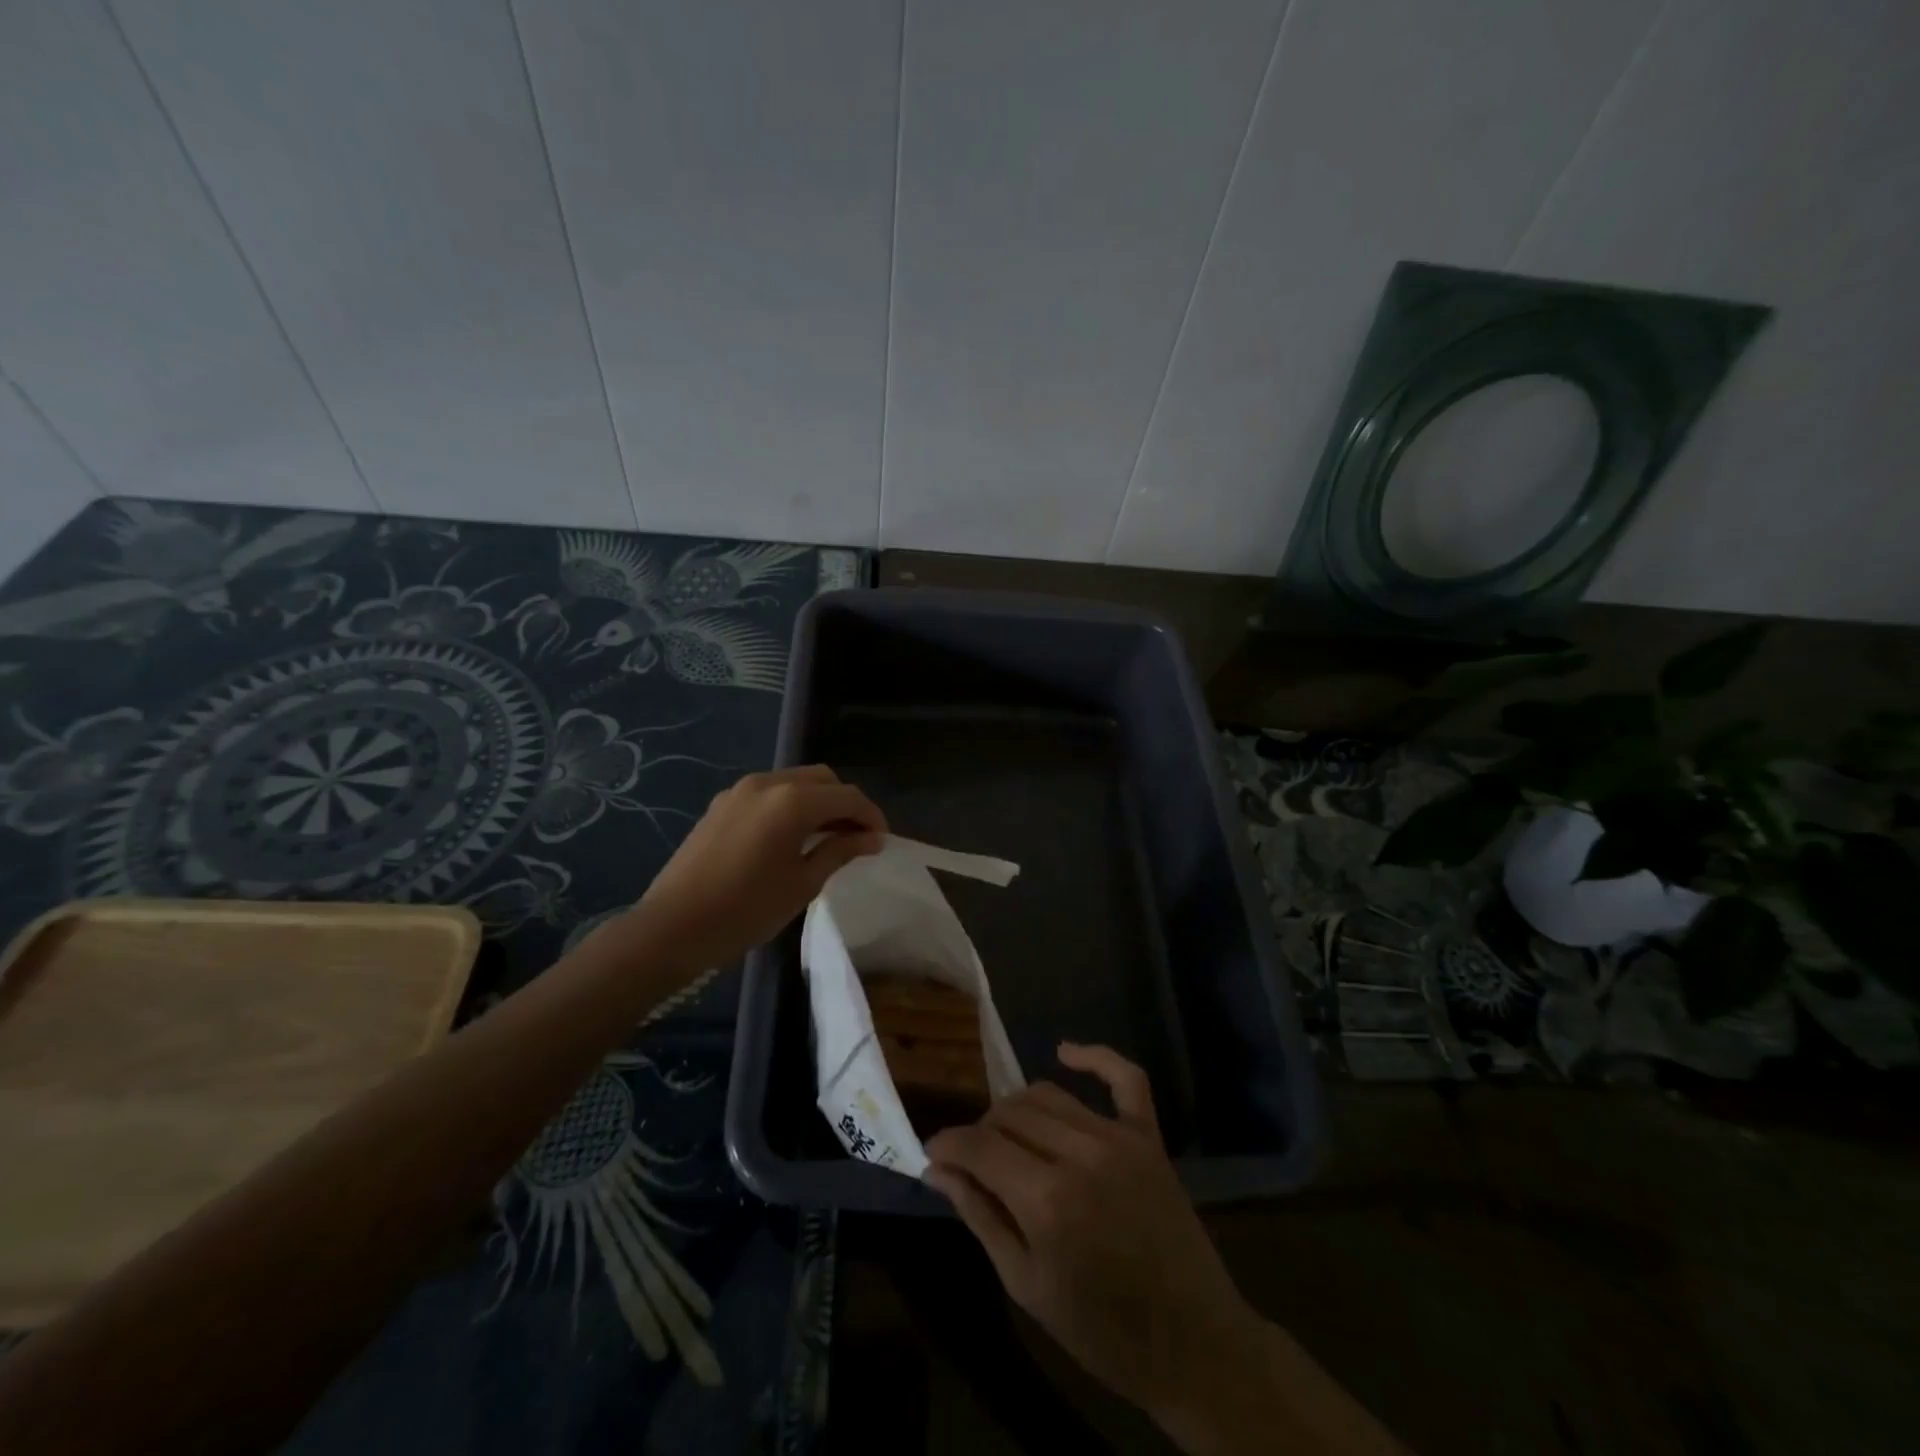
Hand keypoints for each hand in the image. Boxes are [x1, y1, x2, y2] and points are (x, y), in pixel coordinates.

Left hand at [618, 766, 885, 974]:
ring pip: (795, 781)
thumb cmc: (746, 910)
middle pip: (823, 779)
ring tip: (827, 837)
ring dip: (818, 802)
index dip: (871, 816)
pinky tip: (791, 836)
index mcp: (793, 800)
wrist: (672, 927)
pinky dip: (790, 805)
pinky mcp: (722, 803)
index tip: (881, 842)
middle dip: (845, 803)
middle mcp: (769, 783)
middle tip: (856, 838)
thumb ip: (840, 850)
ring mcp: (741, 790)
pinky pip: (769, 793)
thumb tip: (872, 837)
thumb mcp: (803, 883)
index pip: (848, 796)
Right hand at [923, 1044, 1259, 1422]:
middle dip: (981, 1132)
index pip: (979, 1146)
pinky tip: (1064, 1052)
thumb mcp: (1026, 1285)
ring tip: (1007, 1136)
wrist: (1194, 1344)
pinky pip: (1125, 1078)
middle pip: (1010, 1114)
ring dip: (1018, 1108)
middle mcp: (1080, 1155)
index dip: (948, 1144)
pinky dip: (1094, 1057)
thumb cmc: (1101, 1330)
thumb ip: (980, 1217)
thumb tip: (938, 1170)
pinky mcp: (1149, 1137)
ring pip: (1049, 1095)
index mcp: (1046, 1200)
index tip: (933, 1152)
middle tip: (975, 1161)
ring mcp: (1119, 1139)